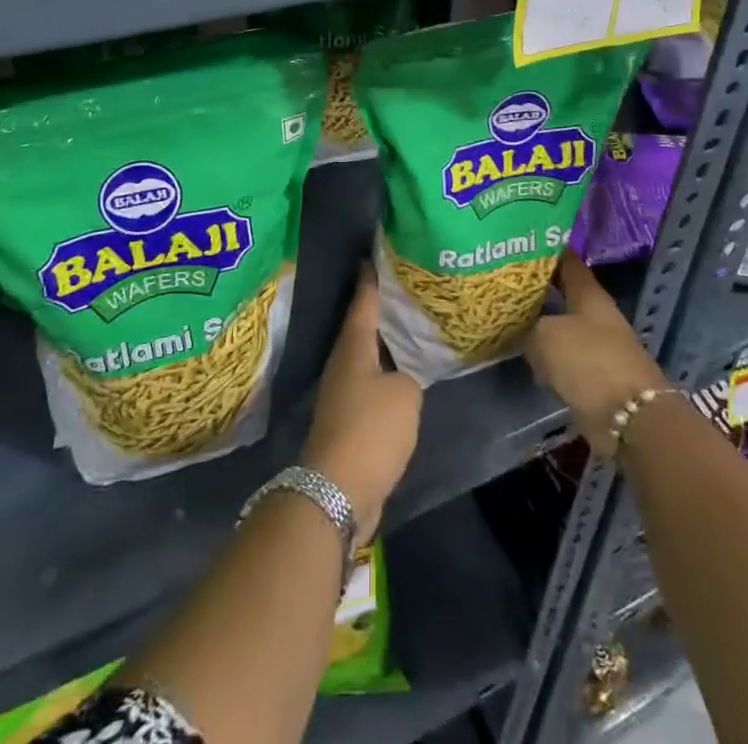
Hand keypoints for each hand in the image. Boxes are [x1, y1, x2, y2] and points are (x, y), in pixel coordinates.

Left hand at [303, 273, 422, 544]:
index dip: (370, 280)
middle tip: (401, 289)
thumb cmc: (371, 429)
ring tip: (408, 331)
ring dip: (383, 345)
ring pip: (365, 358)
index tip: (372, 257)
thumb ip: (409, 375)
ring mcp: (342, 394)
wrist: (338, 490)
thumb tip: (401, 378)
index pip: (363, 303)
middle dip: (378, 310)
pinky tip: (403, 377)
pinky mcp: (347, 421)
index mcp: (353, 348)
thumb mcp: (404, 394)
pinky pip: (369, 386)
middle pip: (361, 329)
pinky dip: (385, 376)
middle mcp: (343, 365)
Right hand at [526, 254, 668, 459]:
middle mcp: (595, 315)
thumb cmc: (589, 362)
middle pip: (562, 293)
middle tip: (503, 283)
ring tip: (506, 318)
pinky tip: (524, 356)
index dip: (545, 250)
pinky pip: (562, 357)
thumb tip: (520, 327)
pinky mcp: (593, 375)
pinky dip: (546, 356)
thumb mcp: (546, 336)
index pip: (567, 261)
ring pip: (560, 326)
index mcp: (589, 294)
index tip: (519, 242)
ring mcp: (596, 346)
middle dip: (536, 289)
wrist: (629, 417)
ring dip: (538, 325)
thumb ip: (528, 326)